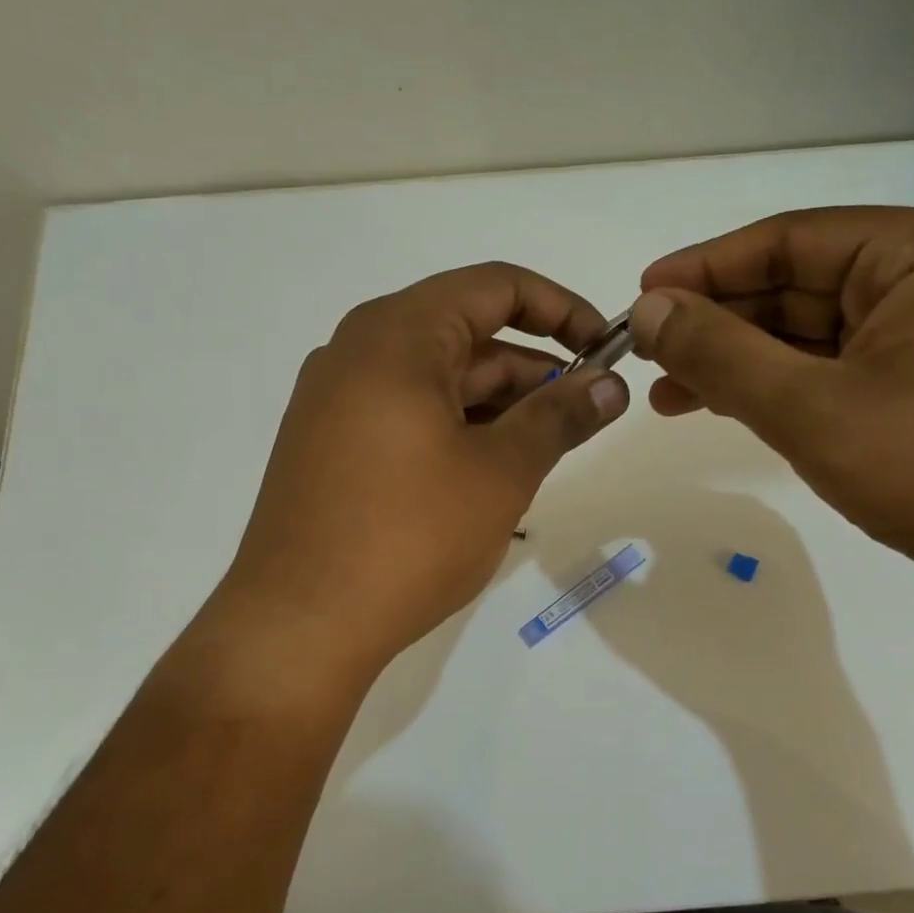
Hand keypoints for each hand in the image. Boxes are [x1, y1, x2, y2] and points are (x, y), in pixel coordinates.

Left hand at [215, 262, 628, 683]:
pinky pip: (407, 415)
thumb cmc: (410, 536)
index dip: (561, 309)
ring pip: (437, 381)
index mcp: (397, 335)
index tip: (604, 349)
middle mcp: (357, 352)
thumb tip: (612, 384)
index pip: (495, 286)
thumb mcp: (501, 472)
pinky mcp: (329, 447)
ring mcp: (335, 402)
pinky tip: (489, 474)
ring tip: (544, 452)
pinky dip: (457, 430)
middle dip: (533, 370)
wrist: (301, 625)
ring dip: (498, 406)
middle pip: (466, 335)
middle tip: (584, 416)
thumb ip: (561, 416)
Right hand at [631, 207, 913, 582]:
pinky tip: (719, 405)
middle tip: (647, 351)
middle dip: (718, 323)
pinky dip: (775, 387)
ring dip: (738, 361)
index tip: (644, 293)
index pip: (792, 239)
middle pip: (798, 286)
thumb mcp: (808, 408)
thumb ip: (720, 354)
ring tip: (667, 392)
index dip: (708, 267)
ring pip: (809, 334)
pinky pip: (830, 368)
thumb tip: (647, 311)